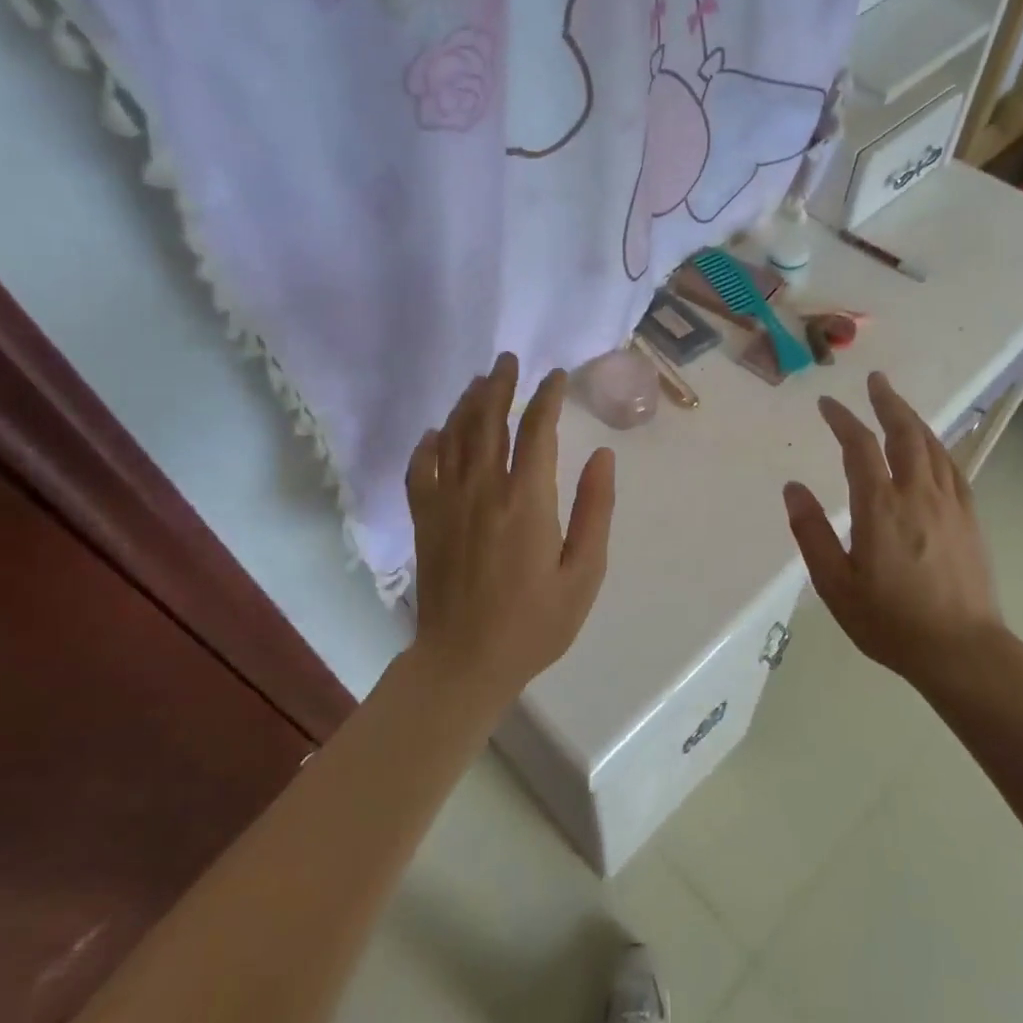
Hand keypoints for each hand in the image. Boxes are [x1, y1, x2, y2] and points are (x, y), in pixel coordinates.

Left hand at [407, 353, 615, 700]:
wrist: (465, 661)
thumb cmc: (535, 623)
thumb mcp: (584, 573)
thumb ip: (595, 510)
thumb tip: (601, 456)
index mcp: (527, 501)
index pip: (537, 431)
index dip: (547, 398)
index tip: (556, 377)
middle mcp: (483, 490)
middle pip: (489, 422)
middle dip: (501, 386)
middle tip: (509, 360)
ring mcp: (448, 503)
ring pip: (455, 437)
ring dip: (468, 404)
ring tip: (480, 381)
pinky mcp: (425, 520)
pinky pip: (420, 469)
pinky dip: (428, 445)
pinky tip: (435, 432)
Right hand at [783, 372, 1007, 689]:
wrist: (962, 651)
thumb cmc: (890, 622)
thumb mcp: (835, 584)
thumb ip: (811, 532)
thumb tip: (793, 488)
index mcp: (880, 507)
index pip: (860, 447)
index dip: (843, 420)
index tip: (827, 404)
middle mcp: (918, 495)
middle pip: (904, 433)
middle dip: (887, 403)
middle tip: (876, 381)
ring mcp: (950, 504)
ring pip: (932, 446)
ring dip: (913, 419)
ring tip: (898, 404)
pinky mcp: (970, 519)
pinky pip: (953, 467)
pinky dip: (937, 446)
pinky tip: (932, 448)